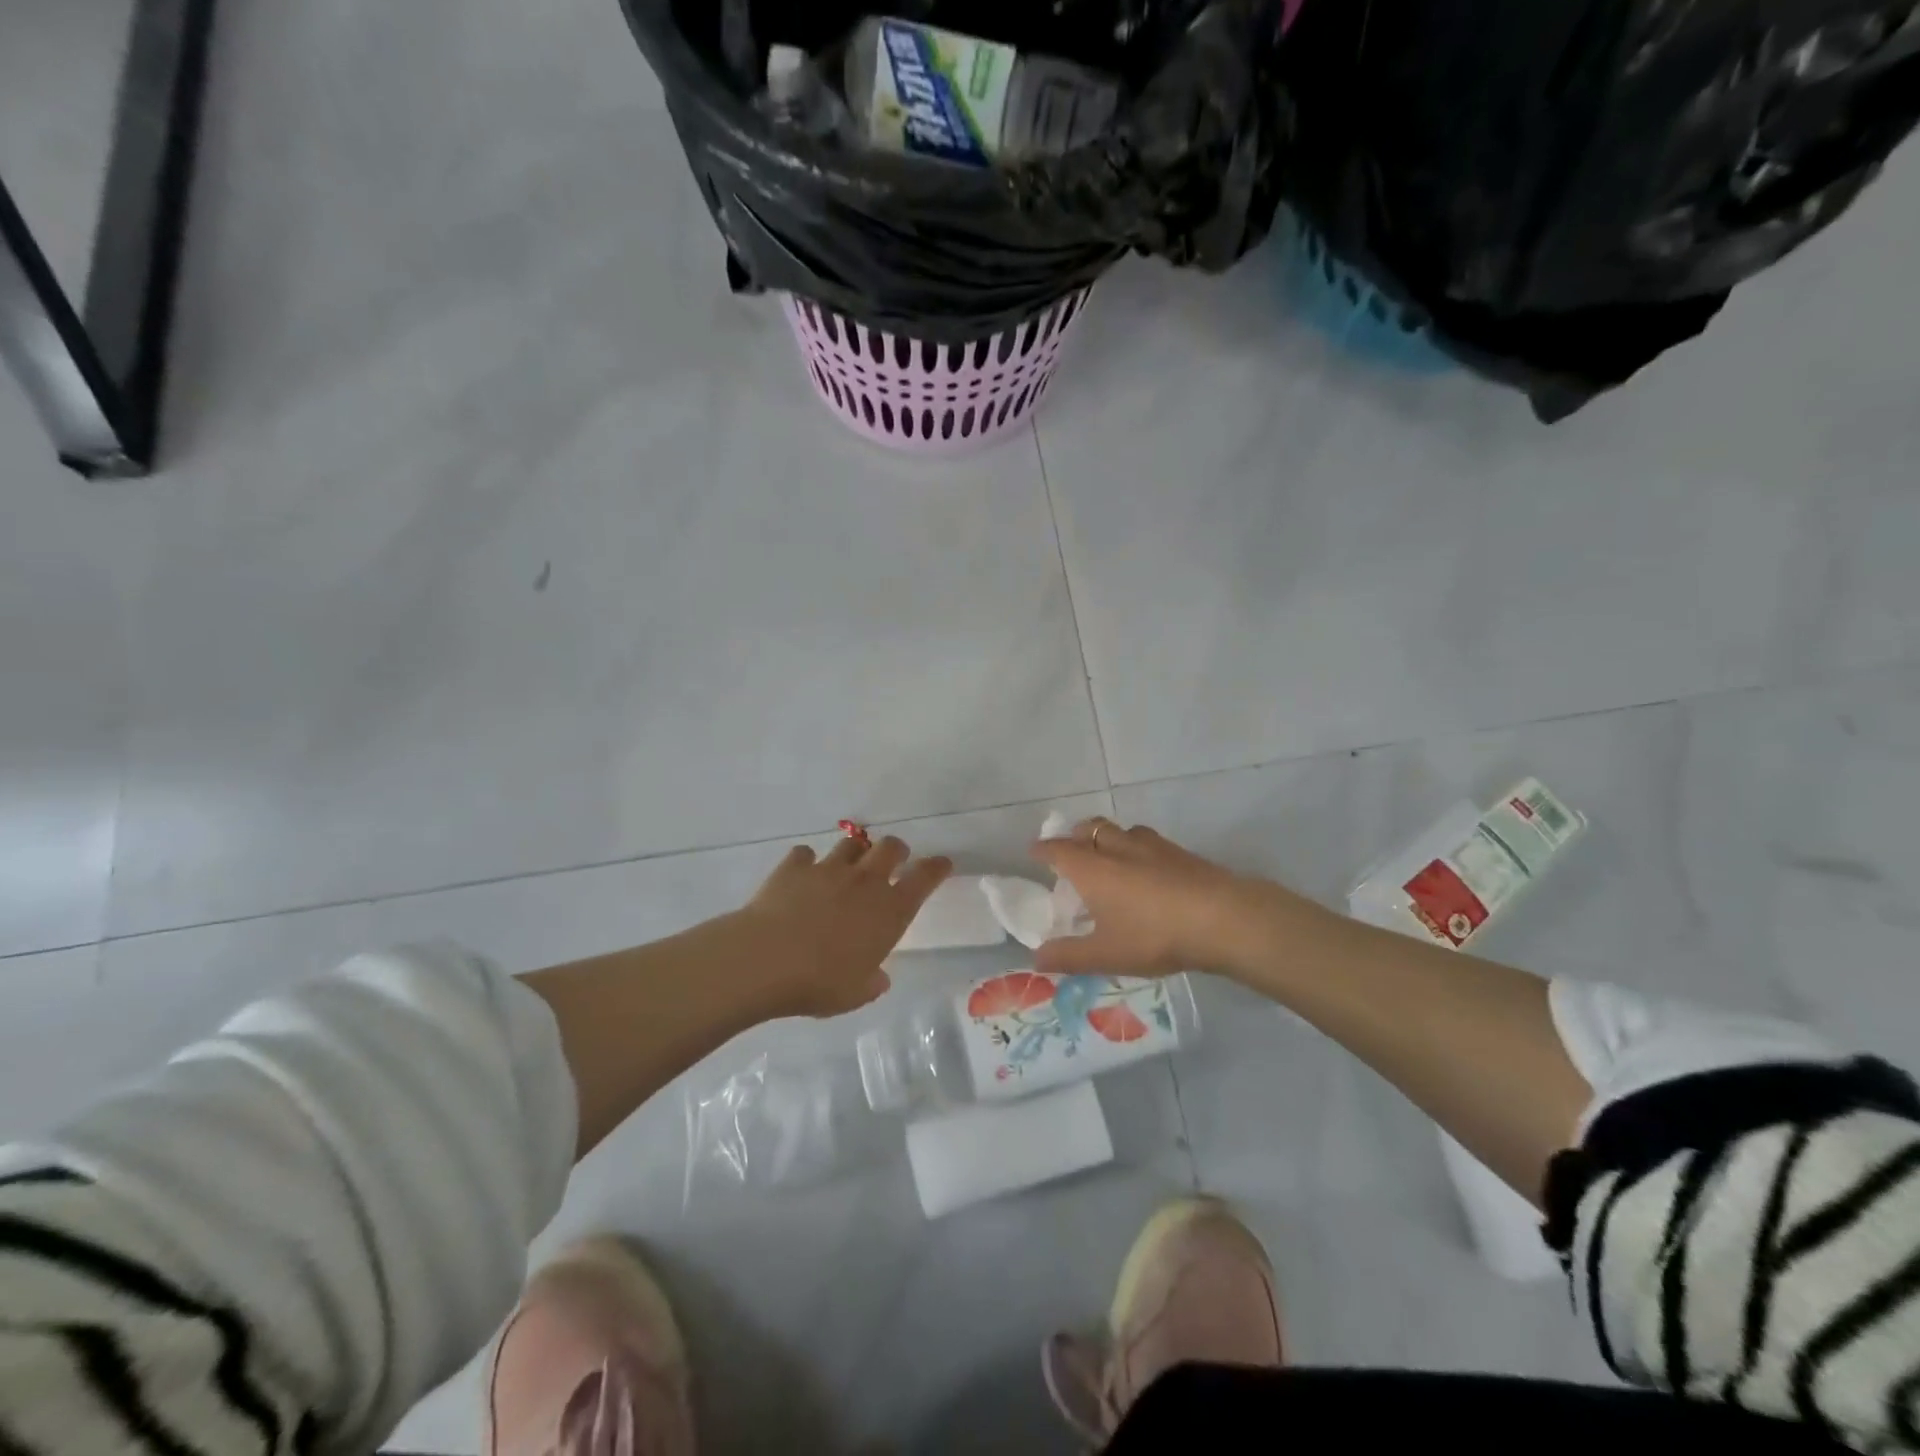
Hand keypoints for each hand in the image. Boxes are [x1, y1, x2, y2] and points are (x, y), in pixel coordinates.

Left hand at [723, 835, 951, 1018]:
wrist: (766, 959)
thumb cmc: (819, 982)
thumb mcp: (855, 994)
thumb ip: (871, 982)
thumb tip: (878, 977)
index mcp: (889, 911)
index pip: (924, 878)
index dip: (936, 868)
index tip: (942, 864)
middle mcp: (865, 881)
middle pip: (891, 847)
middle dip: (896, 851)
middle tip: (892, 862)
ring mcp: (828, 869)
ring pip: (851, 844)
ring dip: (854, 853)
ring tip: (847, 867)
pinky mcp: (794, 867)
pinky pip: (805, 854)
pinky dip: (806, 862)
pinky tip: (801, 874)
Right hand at [1030, 818, 1325, 978]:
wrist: (1223, 918)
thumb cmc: (1154, 935)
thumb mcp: (1105, 954)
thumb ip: (1068, 956)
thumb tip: (1036, 958)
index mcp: (1092, 868)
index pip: (1058, 849)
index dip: (1043, 849)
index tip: (1034, 852)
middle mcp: (1117, 848)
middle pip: (1090, 829)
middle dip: (1076, 836)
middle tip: (1073, 851)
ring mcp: (1151, 846)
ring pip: (1121, 831)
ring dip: (1108, 838)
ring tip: (1110, 857)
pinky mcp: (1180, 852)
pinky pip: (1147, 842)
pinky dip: (1137, 849)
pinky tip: (1148, 870)